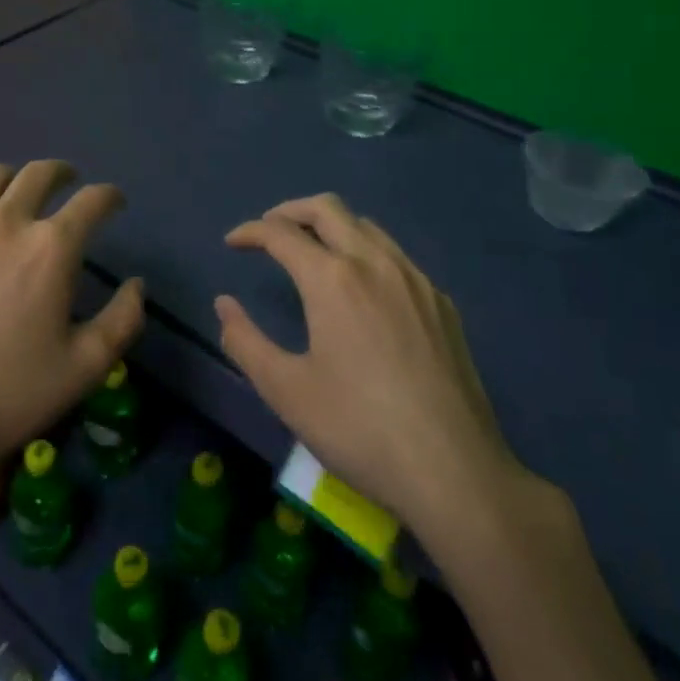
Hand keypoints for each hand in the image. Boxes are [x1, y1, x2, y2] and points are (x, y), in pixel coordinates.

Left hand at [0, 160, 144, 489]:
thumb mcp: (86, 368)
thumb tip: (136, 284)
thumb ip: (123, 321)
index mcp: (51, 249)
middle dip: (61, 173)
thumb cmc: (9, 397)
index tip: (114, 202)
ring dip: (12, 176)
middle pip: (39, 174)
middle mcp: (5, 223)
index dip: (109, 196)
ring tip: (16, 189)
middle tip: (68, 182)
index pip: (92, 201)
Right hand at [216, 193, 541, 547]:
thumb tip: (224, 304)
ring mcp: (415, 279)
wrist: (455, 472)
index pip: (281, 233)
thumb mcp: (286, 391)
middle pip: (328, 208)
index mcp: (332, 279)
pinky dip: (366, 253)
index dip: (251, 231)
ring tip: (312, 253)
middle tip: (269, 231)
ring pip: (367, 226)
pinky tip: (364, 291)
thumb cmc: (359, 429)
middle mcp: (374, 262)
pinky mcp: (441, 303)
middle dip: (291, 211)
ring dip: (331, 227)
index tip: (233, 242)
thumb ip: (245, 341)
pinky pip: (396, 257)